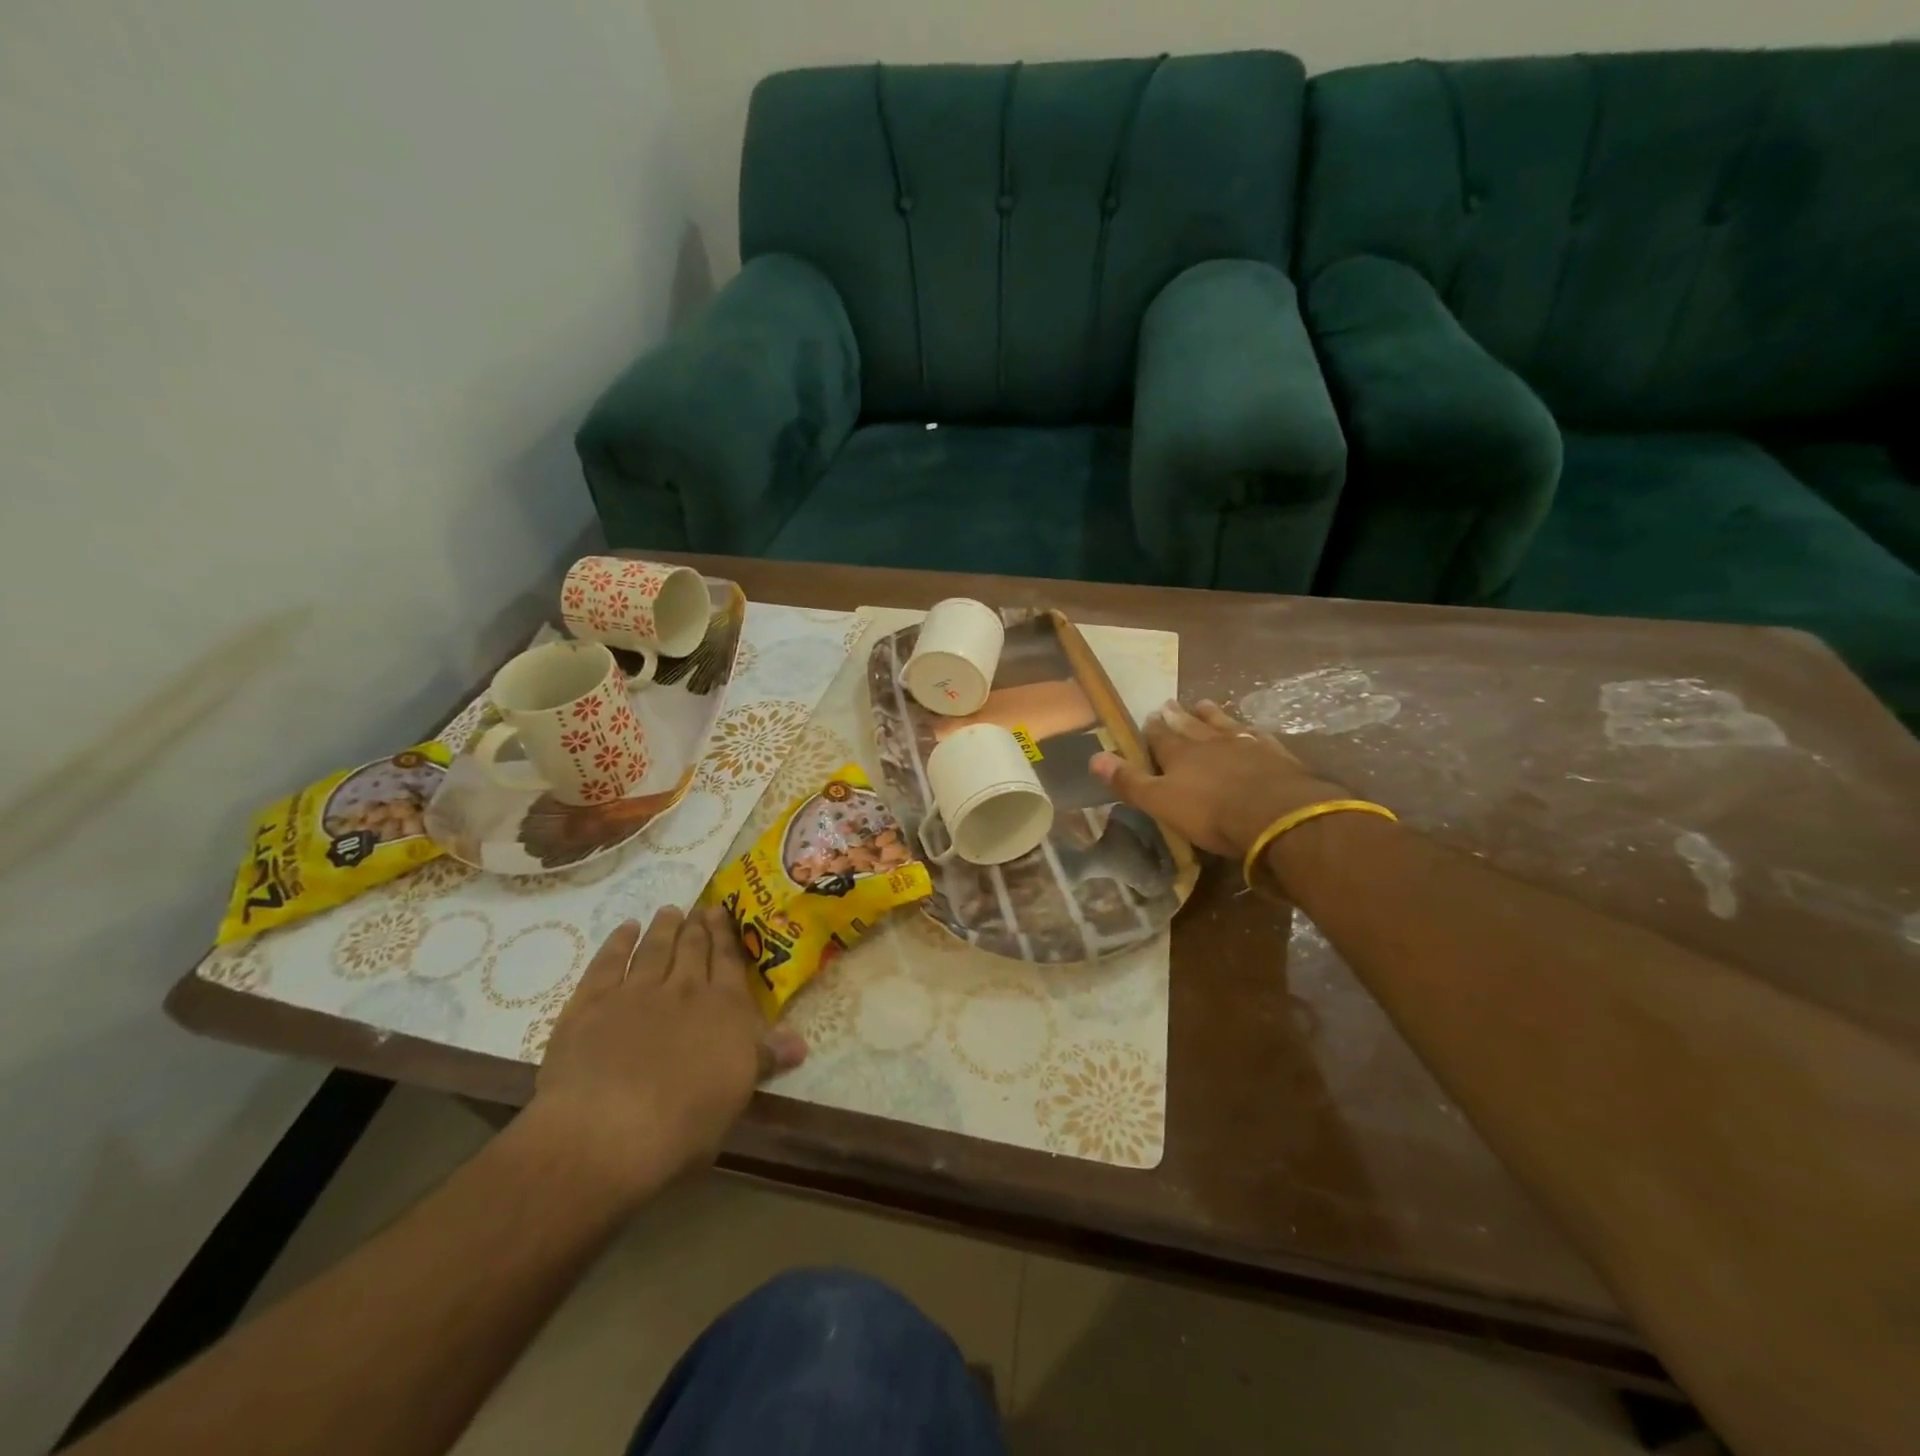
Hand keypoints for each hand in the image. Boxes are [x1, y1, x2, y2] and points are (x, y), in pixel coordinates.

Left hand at [524, 907, 805, 1206]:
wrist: (608, 1130)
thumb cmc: (684, 1122)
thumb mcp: (737, 1093)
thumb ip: (764, 1058)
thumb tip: (800, 1042)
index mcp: (723, 1009)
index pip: (728, 962)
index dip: (726, 936)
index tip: (723, 913)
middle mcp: (683, 989)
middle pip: (692, 949)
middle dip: (698, 927)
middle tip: (700, 908)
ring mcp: (635, 992)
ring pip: (654, 949)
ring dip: (663, 928)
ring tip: (669, 911)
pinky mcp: (591, 1004)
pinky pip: (608, 963)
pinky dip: (618, 943)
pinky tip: (626, 930)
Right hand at [1090, 699, 1351, 857]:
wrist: (1277, 815)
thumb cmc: (1212, 813)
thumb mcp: (1162, 802)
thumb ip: (1130, 781)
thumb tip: (1094, 757)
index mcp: (1180, 754)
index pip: (1160, 736)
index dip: (1152, 729)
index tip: (1147, 718)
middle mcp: (1210, 742)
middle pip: (1190, 725)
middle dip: (1178, 716)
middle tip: (1170, 703)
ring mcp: (1245, 745)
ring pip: (1223, 724)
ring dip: (1211, 715)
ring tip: (1203, 704)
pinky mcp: (1275, 755)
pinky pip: (1257, 735)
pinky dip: (1248, 729)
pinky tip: (1249, 728)